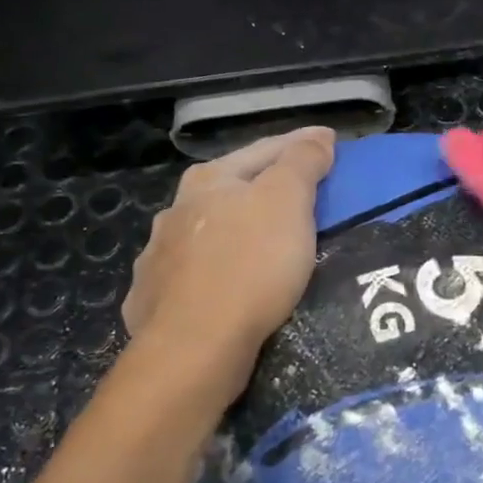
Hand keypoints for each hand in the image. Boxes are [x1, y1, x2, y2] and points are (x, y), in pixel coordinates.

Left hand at [121, 128, 334, 372]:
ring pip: (207, 233)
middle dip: (263, 187)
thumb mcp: (287, 202)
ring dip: (233, 230)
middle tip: (298, 194)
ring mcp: (158, 256)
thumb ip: (302, 162)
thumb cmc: (250, 265)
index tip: (329, 143)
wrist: (195, 346)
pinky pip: (192, 273)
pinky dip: (213, 268)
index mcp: (208, 181)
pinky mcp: (152, 299)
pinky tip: (222, 281)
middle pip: (231, 189)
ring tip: (261, 243)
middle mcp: (175, 210)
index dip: (301, 144)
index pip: (264, 149)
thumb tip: (318, 136)